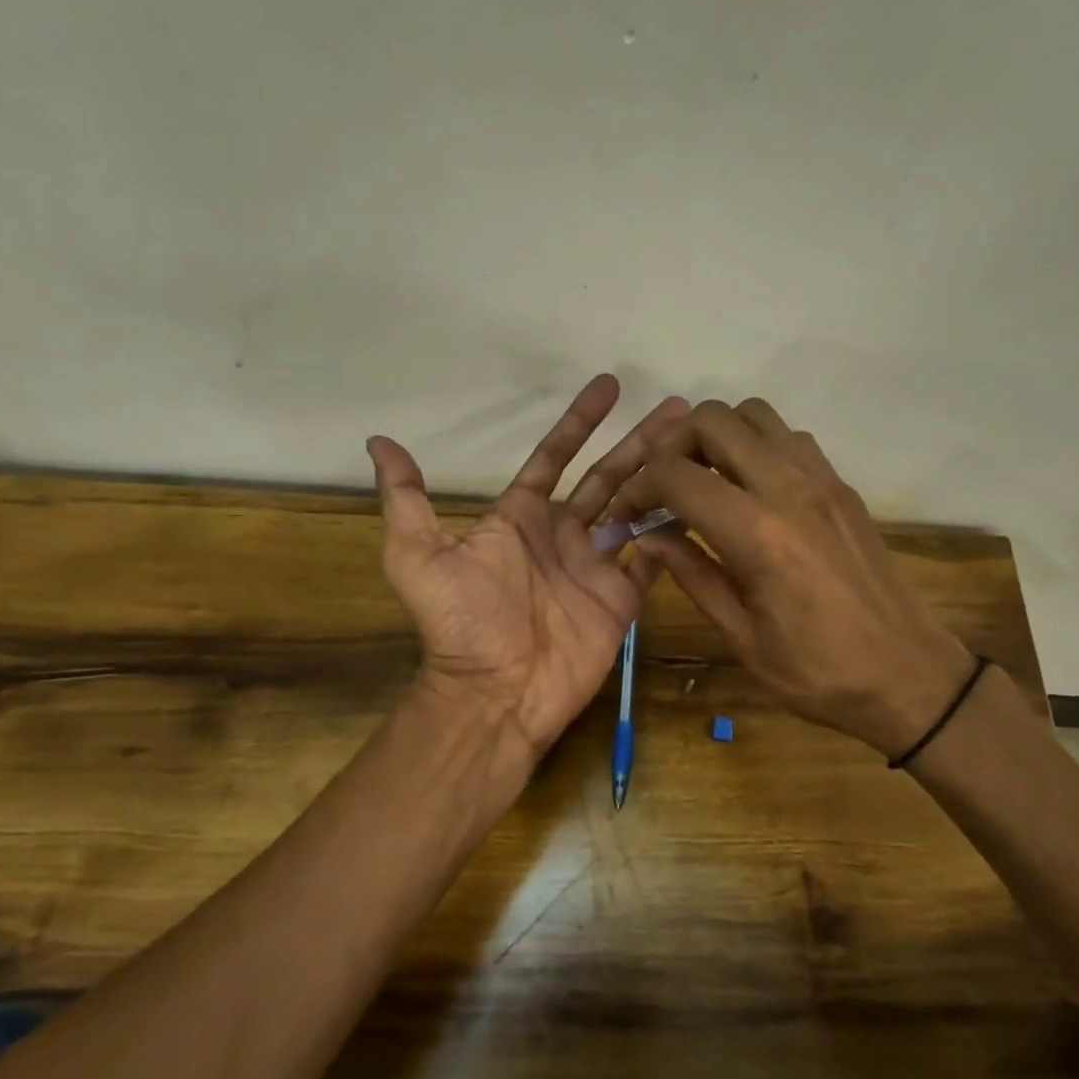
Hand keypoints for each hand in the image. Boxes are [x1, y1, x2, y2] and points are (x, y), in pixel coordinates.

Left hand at [368, 376, 687, 764]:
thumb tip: (378, 441)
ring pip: (636, 510)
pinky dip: (672, 535)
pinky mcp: (620, 599)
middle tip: (679, 409)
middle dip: (640, 441)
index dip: (579, 420)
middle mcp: (563, 535)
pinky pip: (652, 560)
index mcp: (521, 518)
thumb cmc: (460, 622)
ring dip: (664, 478)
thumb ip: (406, 499)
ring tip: (698, 449)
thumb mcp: (418, 556)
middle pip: (608, 475)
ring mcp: (596, 567)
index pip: (555, 457)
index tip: (608, 384)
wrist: (495, 693)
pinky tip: (700, 505)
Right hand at [612, 398, 976, 757]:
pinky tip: (750, 492)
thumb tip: (648, 536)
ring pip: (755, 414)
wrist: (909, 675)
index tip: (628, 513)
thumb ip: (692, 574)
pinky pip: (789, 438)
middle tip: (663, 488)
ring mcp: (822, 480)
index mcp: (757, 534)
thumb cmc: (818, 672)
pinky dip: (757, 446)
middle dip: (673, 446)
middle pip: (713, 420)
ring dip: (718, 438)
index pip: (675, 474)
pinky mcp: (843, 486)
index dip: (637, 486)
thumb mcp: (741, 636)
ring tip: (705, 483)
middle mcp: (789, 489)